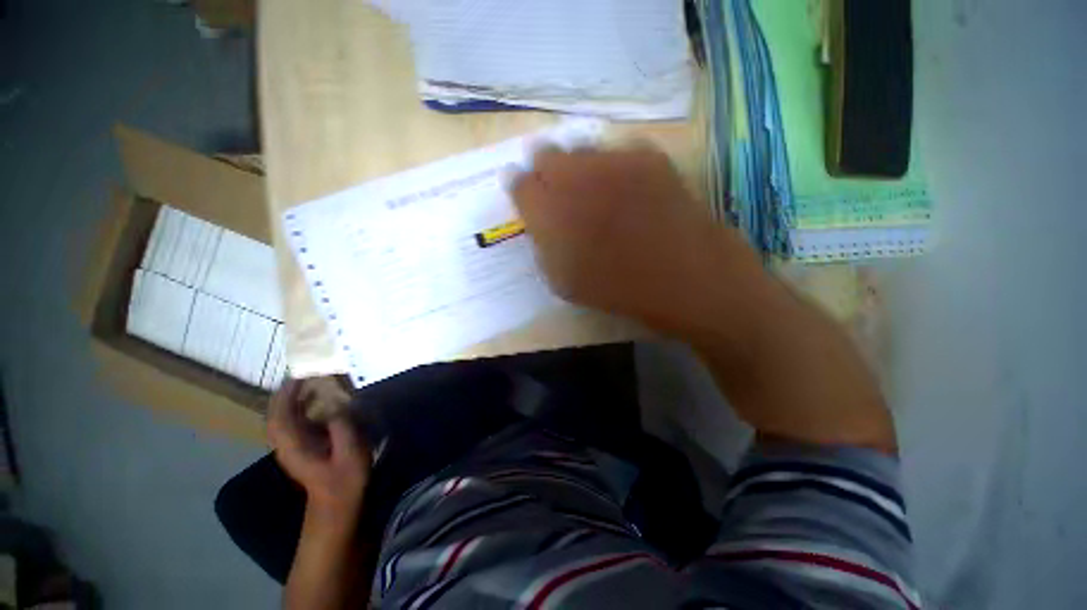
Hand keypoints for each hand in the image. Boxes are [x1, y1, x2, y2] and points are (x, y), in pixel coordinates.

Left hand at [267, 379, 370, 519]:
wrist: (337, 503)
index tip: (301, 375)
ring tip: (311, 381)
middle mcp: (286, 444)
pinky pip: (294, 421)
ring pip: (282, 417)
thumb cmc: (345, 479)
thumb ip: (342, 427)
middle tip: (305, 374)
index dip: (286, 394)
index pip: (280, 416)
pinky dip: (299, 407)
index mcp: (294, 446)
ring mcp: (292, 446)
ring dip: (292, 399)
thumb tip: (337, 404)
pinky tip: (316, 399)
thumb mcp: (350, 452)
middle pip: (276, 414)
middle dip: (286, 393)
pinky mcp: (301, 447)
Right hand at [510, 145, 755, 328]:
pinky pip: (618, 150)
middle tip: (554, 184)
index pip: (518, 184)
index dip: (518, 185)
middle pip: (544, 153)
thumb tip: (539, 222)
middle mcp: (573, 176)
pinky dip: (614, 164)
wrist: (681, 277)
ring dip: (577, 163)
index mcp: (547, 211)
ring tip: (590, 185)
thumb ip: (543, 245)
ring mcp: (612, 160)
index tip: (524, 191)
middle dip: (543, 167)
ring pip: (580, 146)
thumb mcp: (562, 281)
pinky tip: (624, 185)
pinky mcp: (646, 156)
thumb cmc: (616, 288)